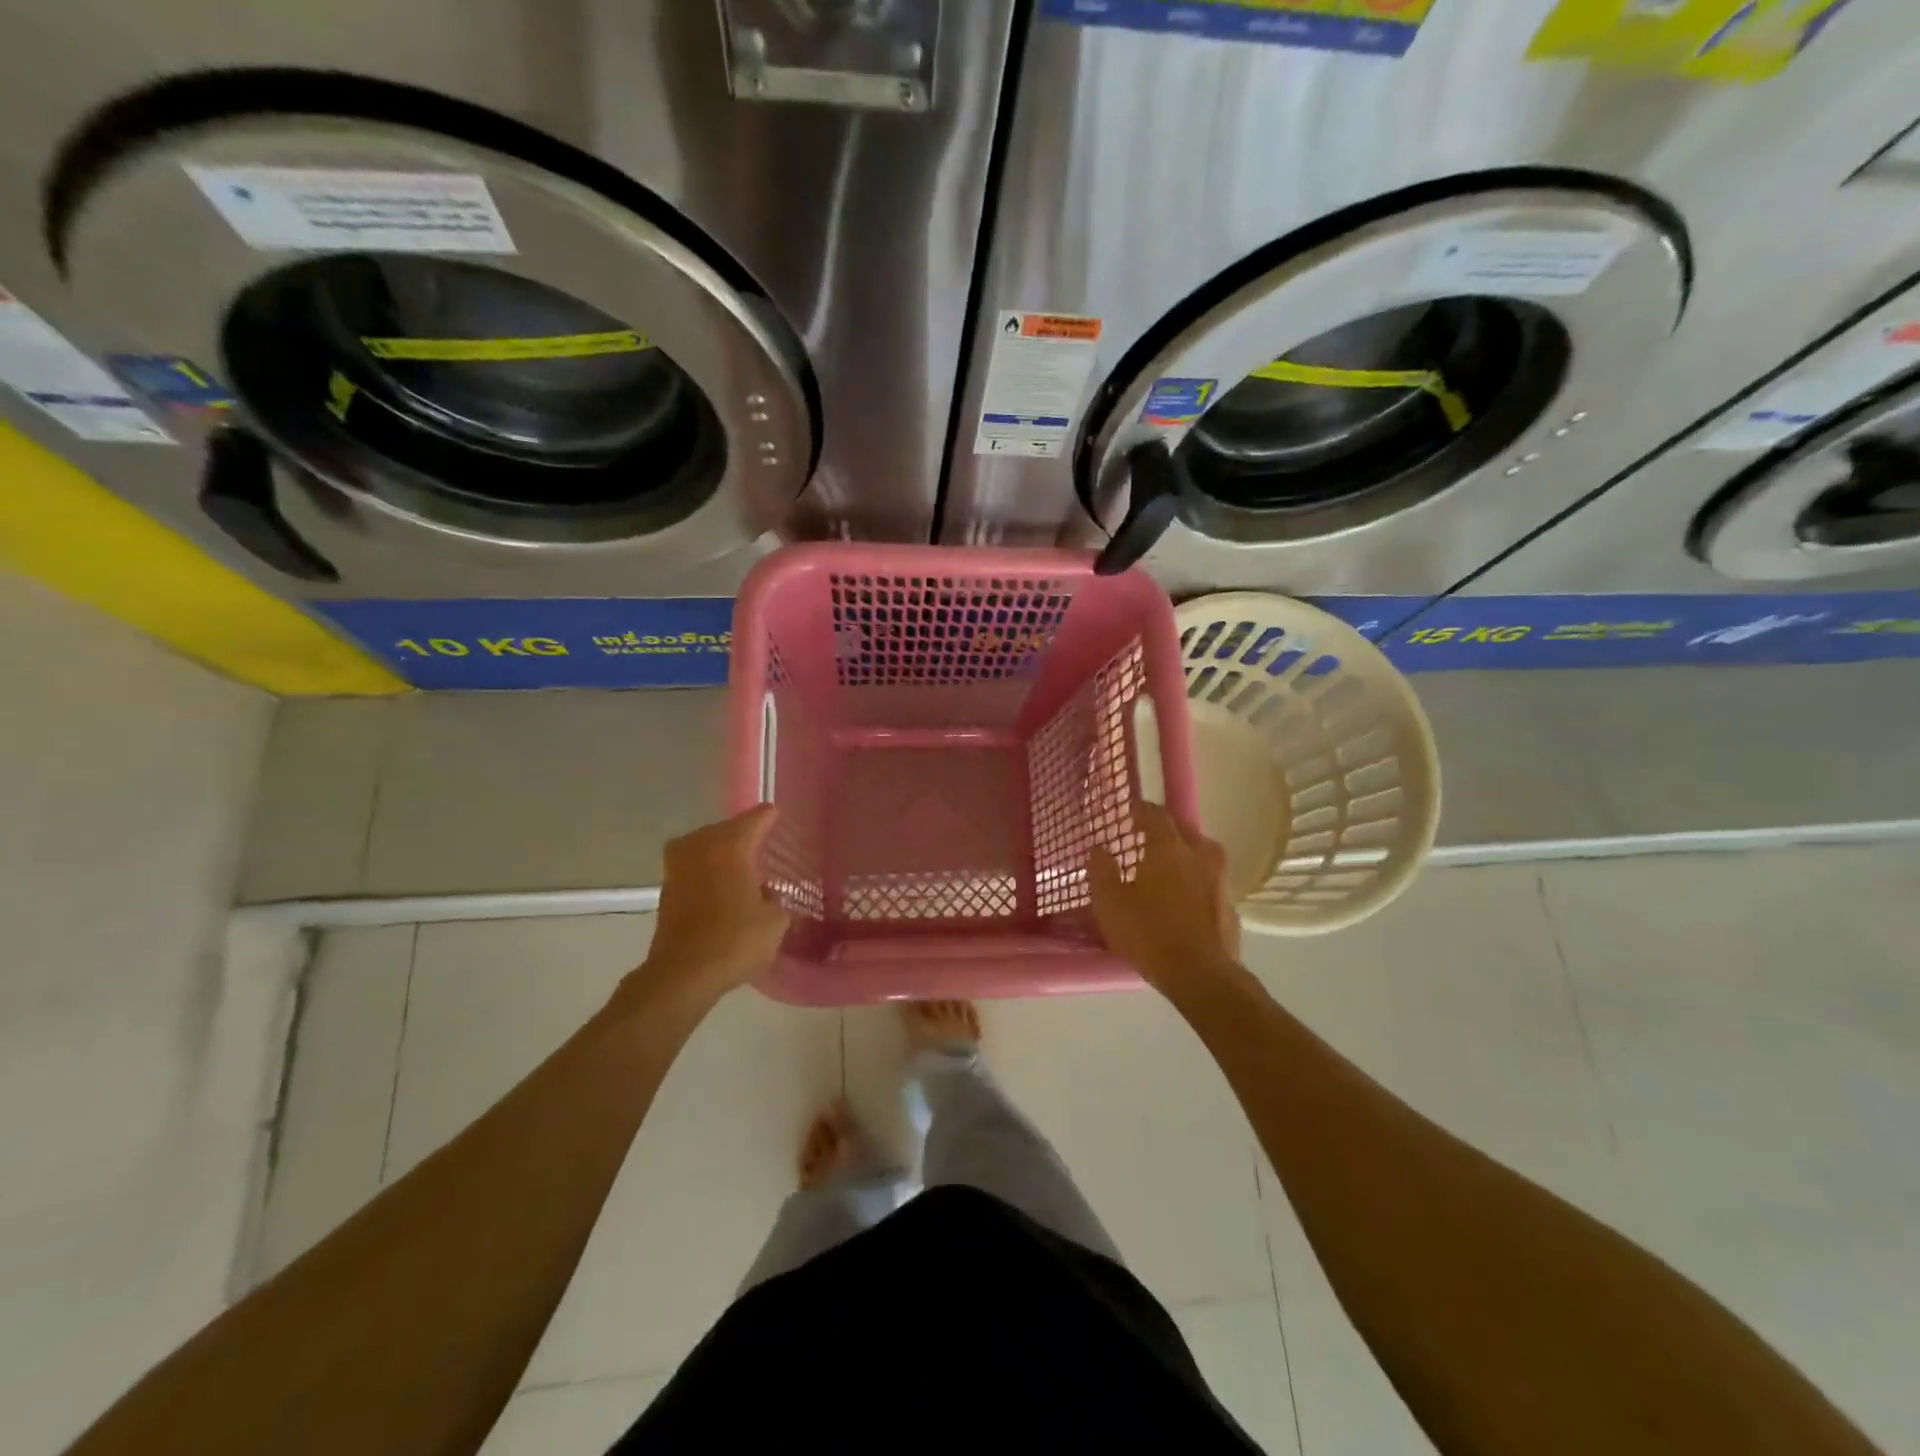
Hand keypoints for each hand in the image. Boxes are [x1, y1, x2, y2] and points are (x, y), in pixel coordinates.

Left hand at [614, 807, 790, 1013]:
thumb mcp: (775, 921)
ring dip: (720, 850)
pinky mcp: (667, 890)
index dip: (769, 817)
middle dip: (743, 832)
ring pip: (704, 845)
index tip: (778, 815)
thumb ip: (777, 900)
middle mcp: (701, 847)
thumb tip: (768, 895)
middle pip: (726, 828)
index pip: (755, 819)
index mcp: (731, 846)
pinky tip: (722, 885)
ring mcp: (679, 867)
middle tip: (762, 839)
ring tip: (740, 862)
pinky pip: (692, 867)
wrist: (683, 975)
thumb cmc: (735, 941)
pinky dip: (706, 870)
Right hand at [1089, 801, 1241, 994]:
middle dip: (1164, 831)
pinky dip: (1196, 883)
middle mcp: (1200, 853)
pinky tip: (1185, 899)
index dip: (1141, 809)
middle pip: (1182, 830)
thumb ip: (1101, 871)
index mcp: (1169, 846)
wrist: (1201, 975)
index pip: (1156, 813)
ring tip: (1166, 870)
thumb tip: (1098, 848)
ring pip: (1201, 855)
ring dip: (1184, 856)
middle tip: (1145, 840)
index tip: (1129, 812)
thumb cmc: (1148, 933)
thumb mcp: (1109, 904)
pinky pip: (1210, 882)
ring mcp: (1220, 879)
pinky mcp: (1230, 905)